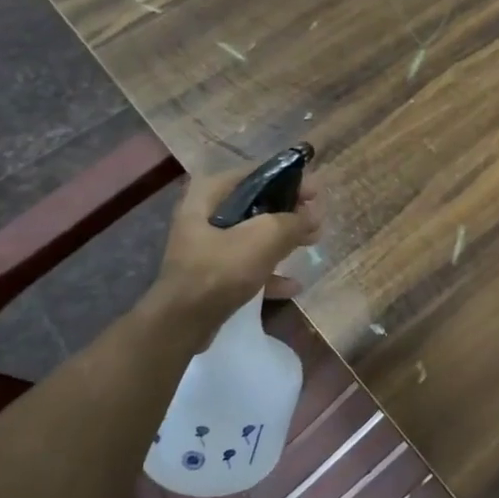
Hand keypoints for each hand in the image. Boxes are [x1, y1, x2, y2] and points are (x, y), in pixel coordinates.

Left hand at [151, 165, 324, 320]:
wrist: (182, 323)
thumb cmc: (221, 268)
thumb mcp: (264, 237)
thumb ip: (293, 221)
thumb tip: (313, 215)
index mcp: (209, 194)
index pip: (256, 175)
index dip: (289, 180)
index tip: (315, 193)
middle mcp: (204, 214)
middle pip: (256, 204)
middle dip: (289, 212)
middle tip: (316, 218)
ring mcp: (206, 247)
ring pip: (253, 235)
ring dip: (283, 239)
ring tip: (312, 242)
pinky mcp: (211, 274)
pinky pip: (246, 265)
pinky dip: (269, 271)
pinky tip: (294, 285)